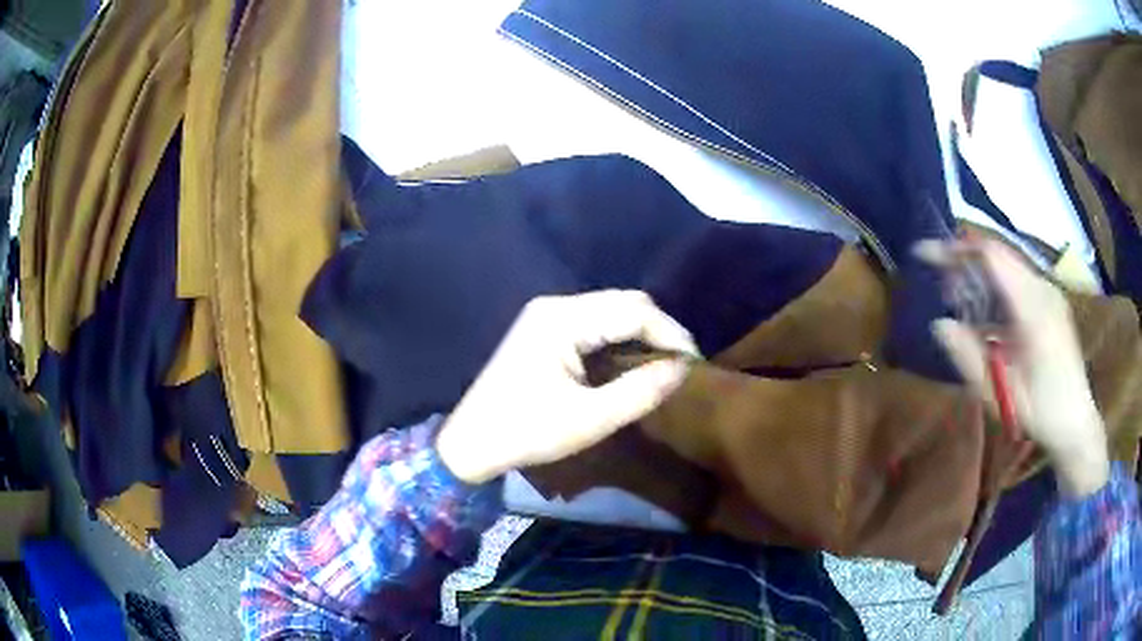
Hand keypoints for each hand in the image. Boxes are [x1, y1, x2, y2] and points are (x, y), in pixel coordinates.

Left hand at [436, 290, 698, 484]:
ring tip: (663, 365)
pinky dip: (618, 340)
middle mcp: (555, 306)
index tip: (694, 364)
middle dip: (658, 331)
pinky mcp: (544, 330)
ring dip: (640, 334)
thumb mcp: (590, 419)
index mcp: (562, 319)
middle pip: (623, 303)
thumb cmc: (527, 432)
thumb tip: (682, 369)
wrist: (471, 443)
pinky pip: (594, 324)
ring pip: (610, 312)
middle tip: (681, 365)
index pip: (633, 310)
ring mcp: (547, 316)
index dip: (670, 334)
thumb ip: (640, 392)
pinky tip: (630, 363)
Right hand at [916, 238, 1109, 497]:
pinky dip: (996, 286)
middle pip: (998, 255)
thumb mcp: (1002, 393)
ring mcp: (1049, 293)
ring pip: (1008, 266)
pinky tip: (987, 312)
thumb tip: (939, 325)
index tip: (925, 253)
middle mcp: (1042, 289)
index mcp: (1033, 306)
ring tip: (959, 298)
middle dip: (965, 262)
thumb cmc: (1040, 411)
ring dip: (980, 275)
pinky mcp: (1051, 303)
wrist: (1076, 422)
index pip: (991, 256)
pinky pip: (1018, 280)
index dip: (956, 249)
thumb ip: (970, 358)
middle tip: (941, 286)